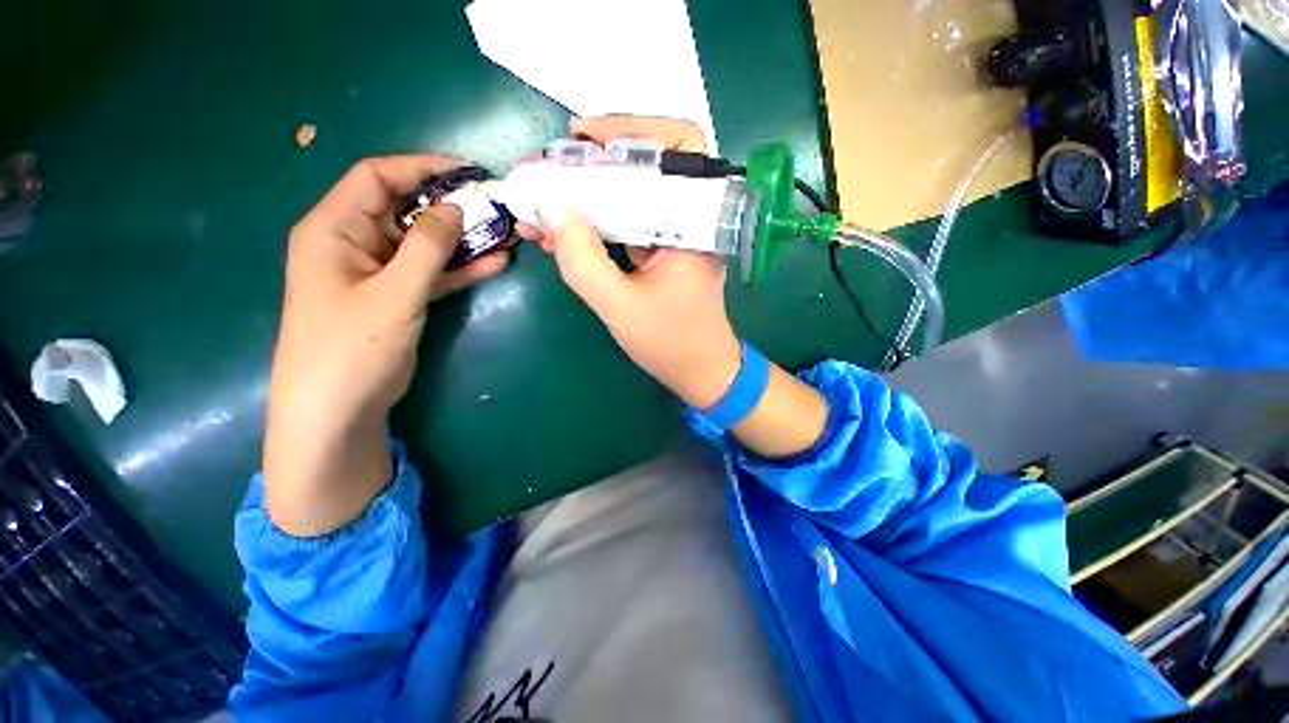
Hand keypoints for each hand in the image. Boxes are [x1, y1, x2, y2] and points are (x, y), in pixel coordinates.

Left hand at [265, 156, 508, 535]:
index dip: (422, 167)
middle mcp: (355, 242)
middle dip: (451, 205)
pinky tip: (495, 262)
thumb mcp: (393, 293)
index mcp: (335, 229)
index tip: (468, 171)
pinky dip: (461, 267)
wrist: (339, 409)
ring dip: (463, 238)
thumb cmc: (351, 347)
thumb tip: (455, 209)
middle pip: (406, 209)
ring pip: (426, 243)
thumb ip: (427, 248)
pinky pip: (434, 272)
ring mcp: (380, 272)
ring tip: (505, 232)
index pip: (377, 177)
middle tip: (495, 206)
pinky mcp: (400, 296)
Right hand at [536, 116, 741, 408]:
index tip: (580, 136)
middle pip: (647, 166)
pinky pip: (628, 223)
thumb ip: (583, 260)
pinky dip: (596, 221)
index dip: (631, 128)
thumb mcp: (619, 307)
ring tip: (545, 198)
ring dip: (588, 193)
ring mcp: (676, 235)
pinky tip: (563, 229)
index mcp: (696, 223)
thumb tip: (548, 206)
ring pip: (632, 195)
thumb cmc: (670, 343)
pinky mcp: (662, 251)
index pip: (678, 146)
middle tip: (551, 168)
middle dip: (594, 163)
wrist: (700, 372)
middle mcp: (691, 220)